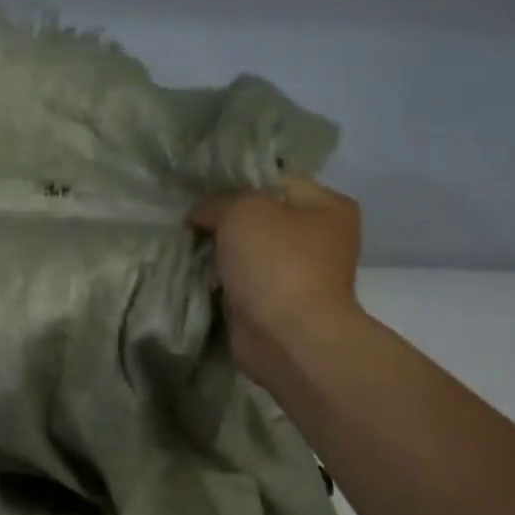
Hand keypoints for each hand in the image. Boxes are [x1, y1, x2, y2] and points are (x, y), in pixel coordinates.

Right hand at [189, 177, 363, 366]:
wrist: (287, 335)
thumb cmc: (276, 262)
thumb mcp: (243, 210)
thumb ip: (218, 201)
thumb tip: (202, 214)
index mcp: (327, 205)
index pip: (275, 178)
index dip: (236, 180)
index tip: (200, 189)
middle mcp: (320, 237)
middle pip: (261, 215)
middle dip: (224, 217)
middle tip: (189, 217)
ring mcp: (299, 272)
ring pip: (248, 248)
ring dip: (220, 249)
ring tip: (186, 242)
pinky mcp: (277, 301)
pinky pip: (242, 278)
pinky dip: (221, 277)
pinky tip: (196, 270)